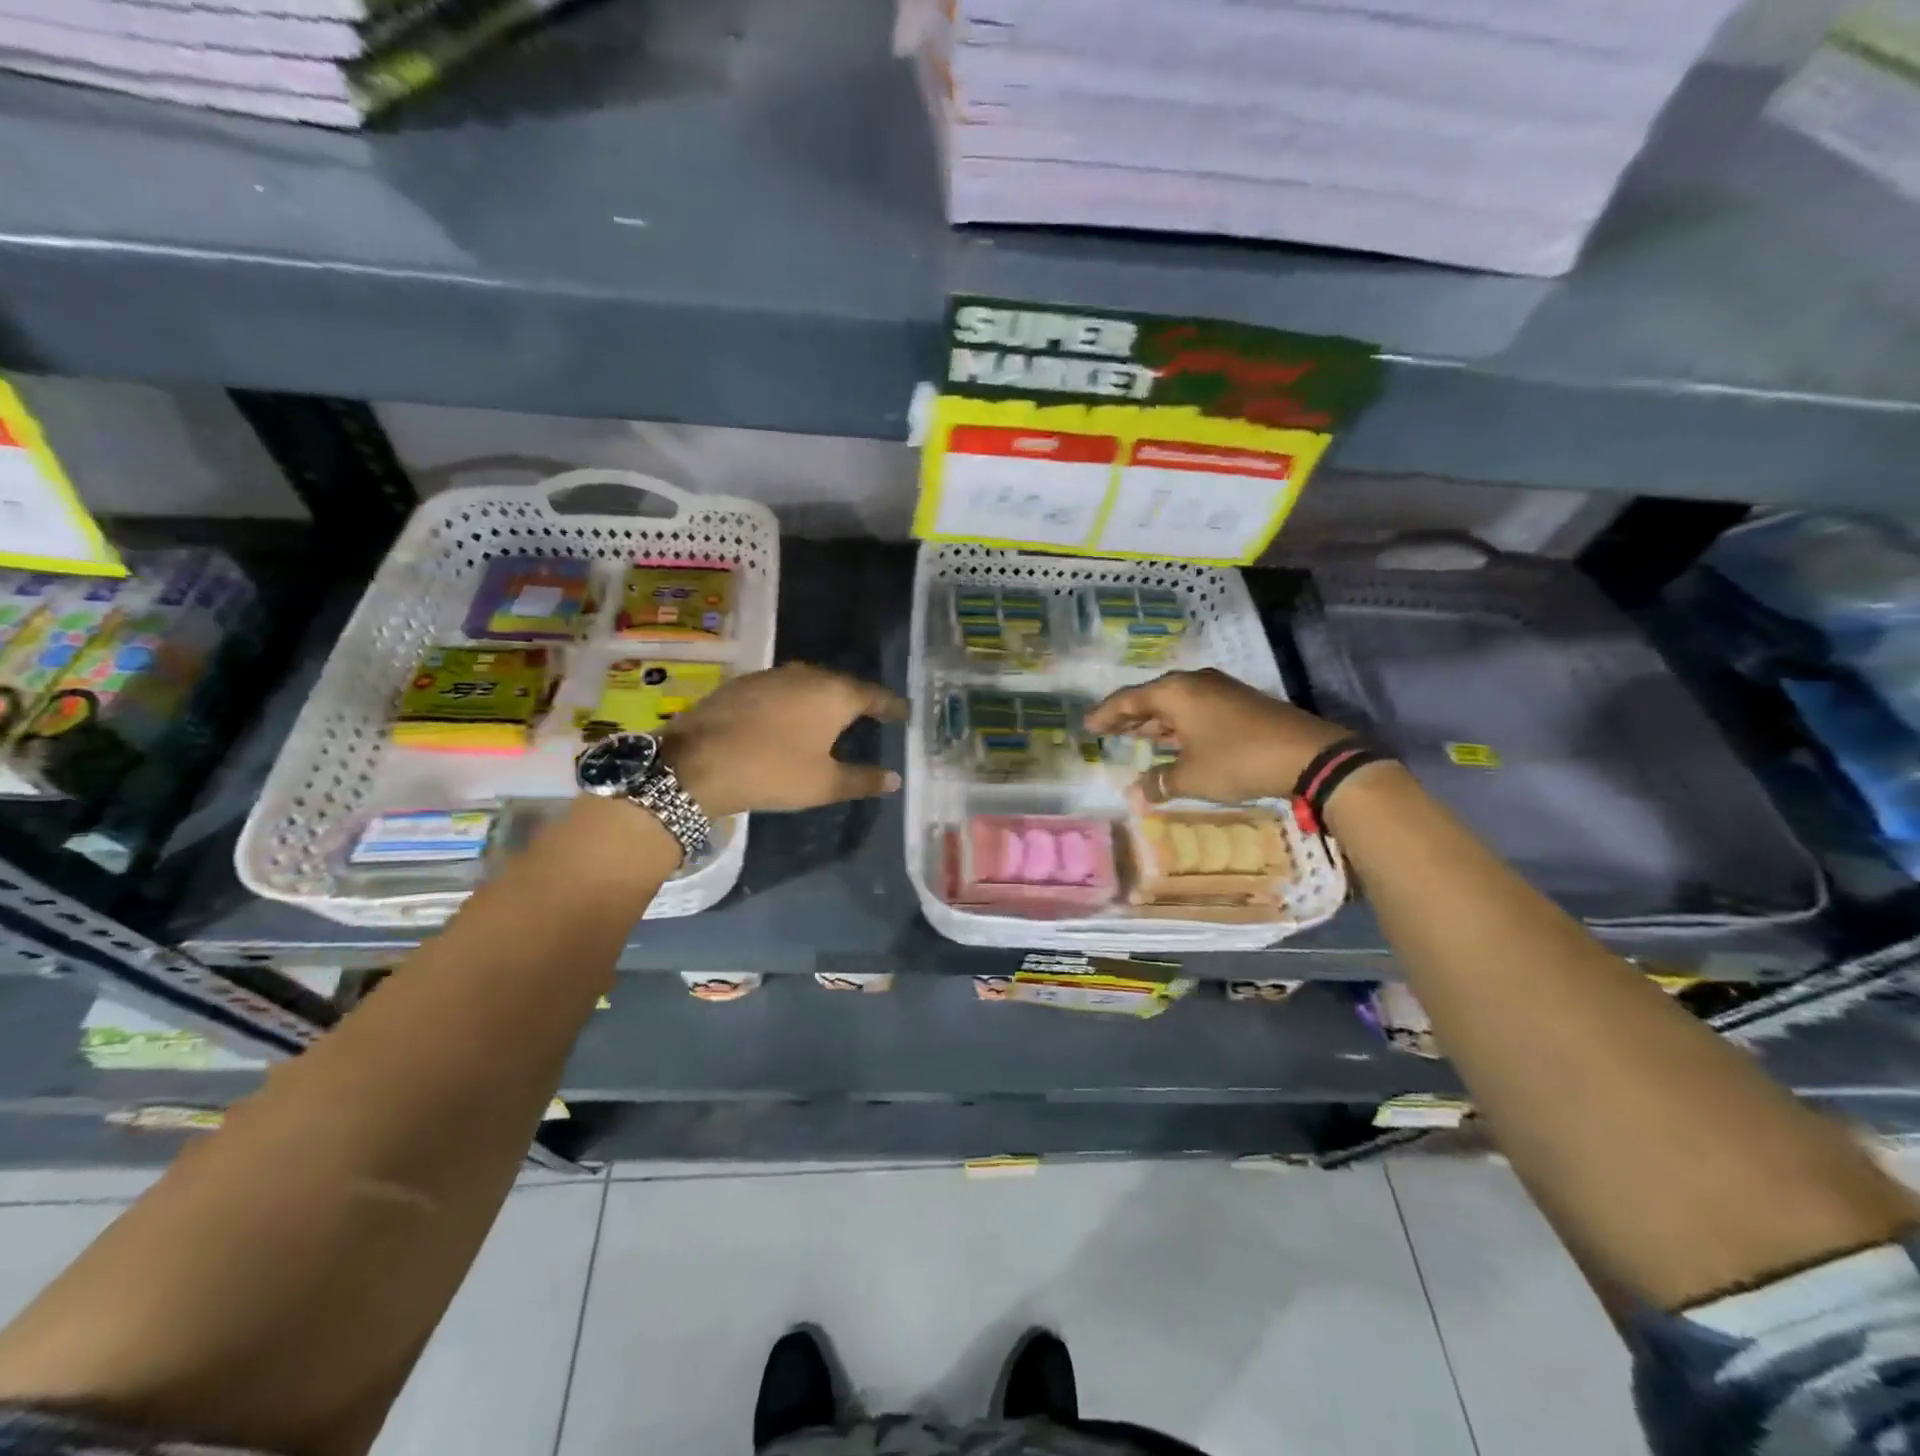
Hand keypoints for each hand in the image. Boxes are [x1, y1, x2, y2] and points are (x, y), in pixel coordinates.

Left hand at [658, 663, 906, 817]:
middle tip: (870, 716)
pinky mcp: (742, 684)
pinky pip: (781, 689)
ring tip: (831, 717)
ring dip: (822, 699)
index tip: (904, 714)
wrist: (696, 763)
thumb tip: (895, 779)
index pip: (874, 695)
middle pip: (841, 684)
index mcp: (834, 694)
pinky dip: (793, 702)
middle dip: (857, 700)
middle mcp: (806, 675)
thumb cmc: (772, 771)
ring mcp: (771, 676)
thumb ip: (863, 779)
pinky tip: (788, 719)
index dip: (891, 706)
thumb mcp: (824, 784)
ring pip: (808, 683)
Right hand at [1085, 668, 1350, 804]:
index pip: (1127, 700)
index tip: (1087, 726)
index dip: (1105, 715)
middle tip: (1106, 731)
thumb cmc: (1236, 760)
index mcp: (1173, 692)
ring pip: (1174, 704)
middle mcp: (1193, 683)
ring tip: (1135, 737)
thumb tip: (1136, 793)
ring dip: (1154, 722)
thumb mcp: (1191, 777)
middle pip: (1150, 698)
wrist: (1306, 754)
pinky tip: (1174, 741)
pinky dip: (1177, 725)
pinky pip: (1194, 709)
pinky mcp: (1238, 702)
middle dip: (1128, 717)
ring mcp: (1218, 690)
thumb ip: (1159, 782)